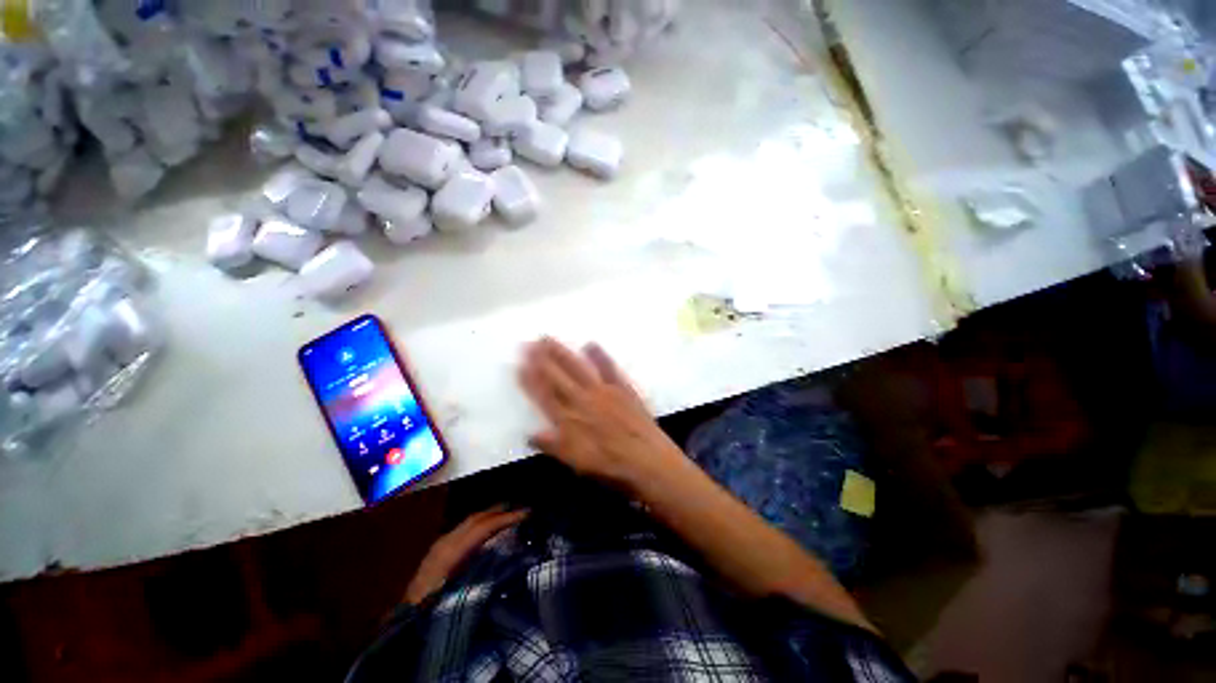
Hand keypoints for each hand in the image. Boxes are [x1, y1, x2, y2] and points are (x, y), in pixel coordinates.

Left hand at [404, 506, 527, 604]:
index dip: (507, 518)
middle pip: (476, 518)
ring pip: (469, 521)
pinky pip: (464, 529)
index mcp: (451, 552)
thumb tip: (509, 552)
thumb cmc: (431, 611)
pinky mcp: (437, 551)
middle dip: (500, 511)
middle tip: (521, 509)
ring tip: (507, 514)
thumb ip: (483, 571)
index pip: (484, 526)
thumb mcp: (459, 594)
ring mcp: (440, 545)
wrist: (401, 622)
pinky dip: (479, 524)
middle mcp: (445, 542)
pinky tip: (486, 531)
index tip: (527, 513)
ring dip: (490, 516)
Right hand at [519, 337, 684, 489]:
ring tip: (548, 339)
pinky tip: (590, 344)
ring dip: (562, 353)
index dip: (530, 379)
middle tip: (529, 342)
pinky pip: (609, 368)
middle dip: (541, 359)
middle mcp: (583, 401)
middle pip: (558, 377)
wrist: (648, 461)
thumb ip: (552, 446)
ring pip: (578, 368)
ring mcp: (604, 392)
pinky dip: (599, 356)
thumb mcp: (577, 463)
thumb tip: (529, 434)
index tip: (520, 364)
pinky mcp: (623, 388)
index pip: (544, 396)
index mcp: (570, 420)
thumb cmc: (611, 467)